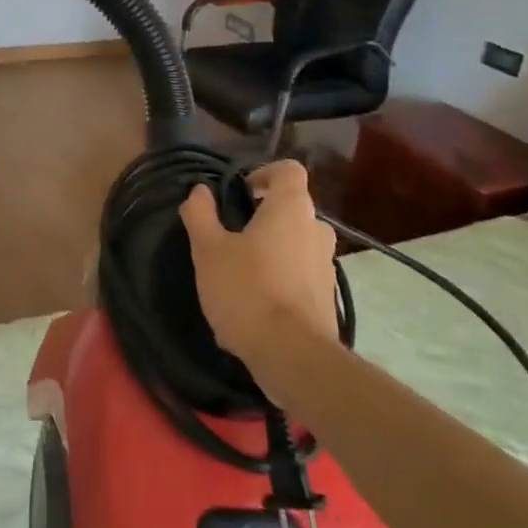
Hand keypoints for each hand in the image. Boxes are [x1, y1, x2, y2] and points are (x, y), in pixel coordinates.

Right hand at [181, 159, 339, 380]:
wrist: (293, 356)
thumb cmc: (247, 290)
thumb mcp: (208, 250)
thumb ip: (200, 214)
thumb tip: (199, 191)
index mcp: (291, 209)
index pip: (289, 170)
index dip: (264, 174)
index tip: (241, 192)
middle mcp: (316, 231)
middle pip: (292, 209)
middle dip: (264, 216)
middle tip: (232, 235)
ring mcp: (326, 266)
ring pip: (297, 243)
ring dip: (273, 249)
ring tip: (241, 271)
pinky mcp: (328, 299)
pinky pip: (301, 274)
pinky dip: (282, 278)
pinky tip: (255, 303)